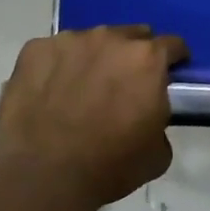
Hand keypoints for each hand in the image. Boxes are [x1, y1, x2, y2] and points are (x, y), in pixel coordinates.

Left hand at [0, 25, 188, 210]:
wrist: (44, 174)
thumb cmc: (110, 166)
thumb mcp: (158, 152)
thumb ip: (159, 117)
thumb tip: (147, 111)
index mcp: (146, 59)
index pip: (172, 45)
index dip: (174, 59)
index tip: (170, 73)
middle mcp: (109, 38)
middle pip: (130, 36)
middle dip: (132, 55)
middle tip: (123, 84)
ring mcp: (68, 40)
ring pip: (90, 42)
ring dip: (93, 59)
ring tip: (81, 89)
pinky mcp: (34, 50)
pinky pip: (53, 53)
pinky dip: (57, 67)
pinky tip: (50, 93)